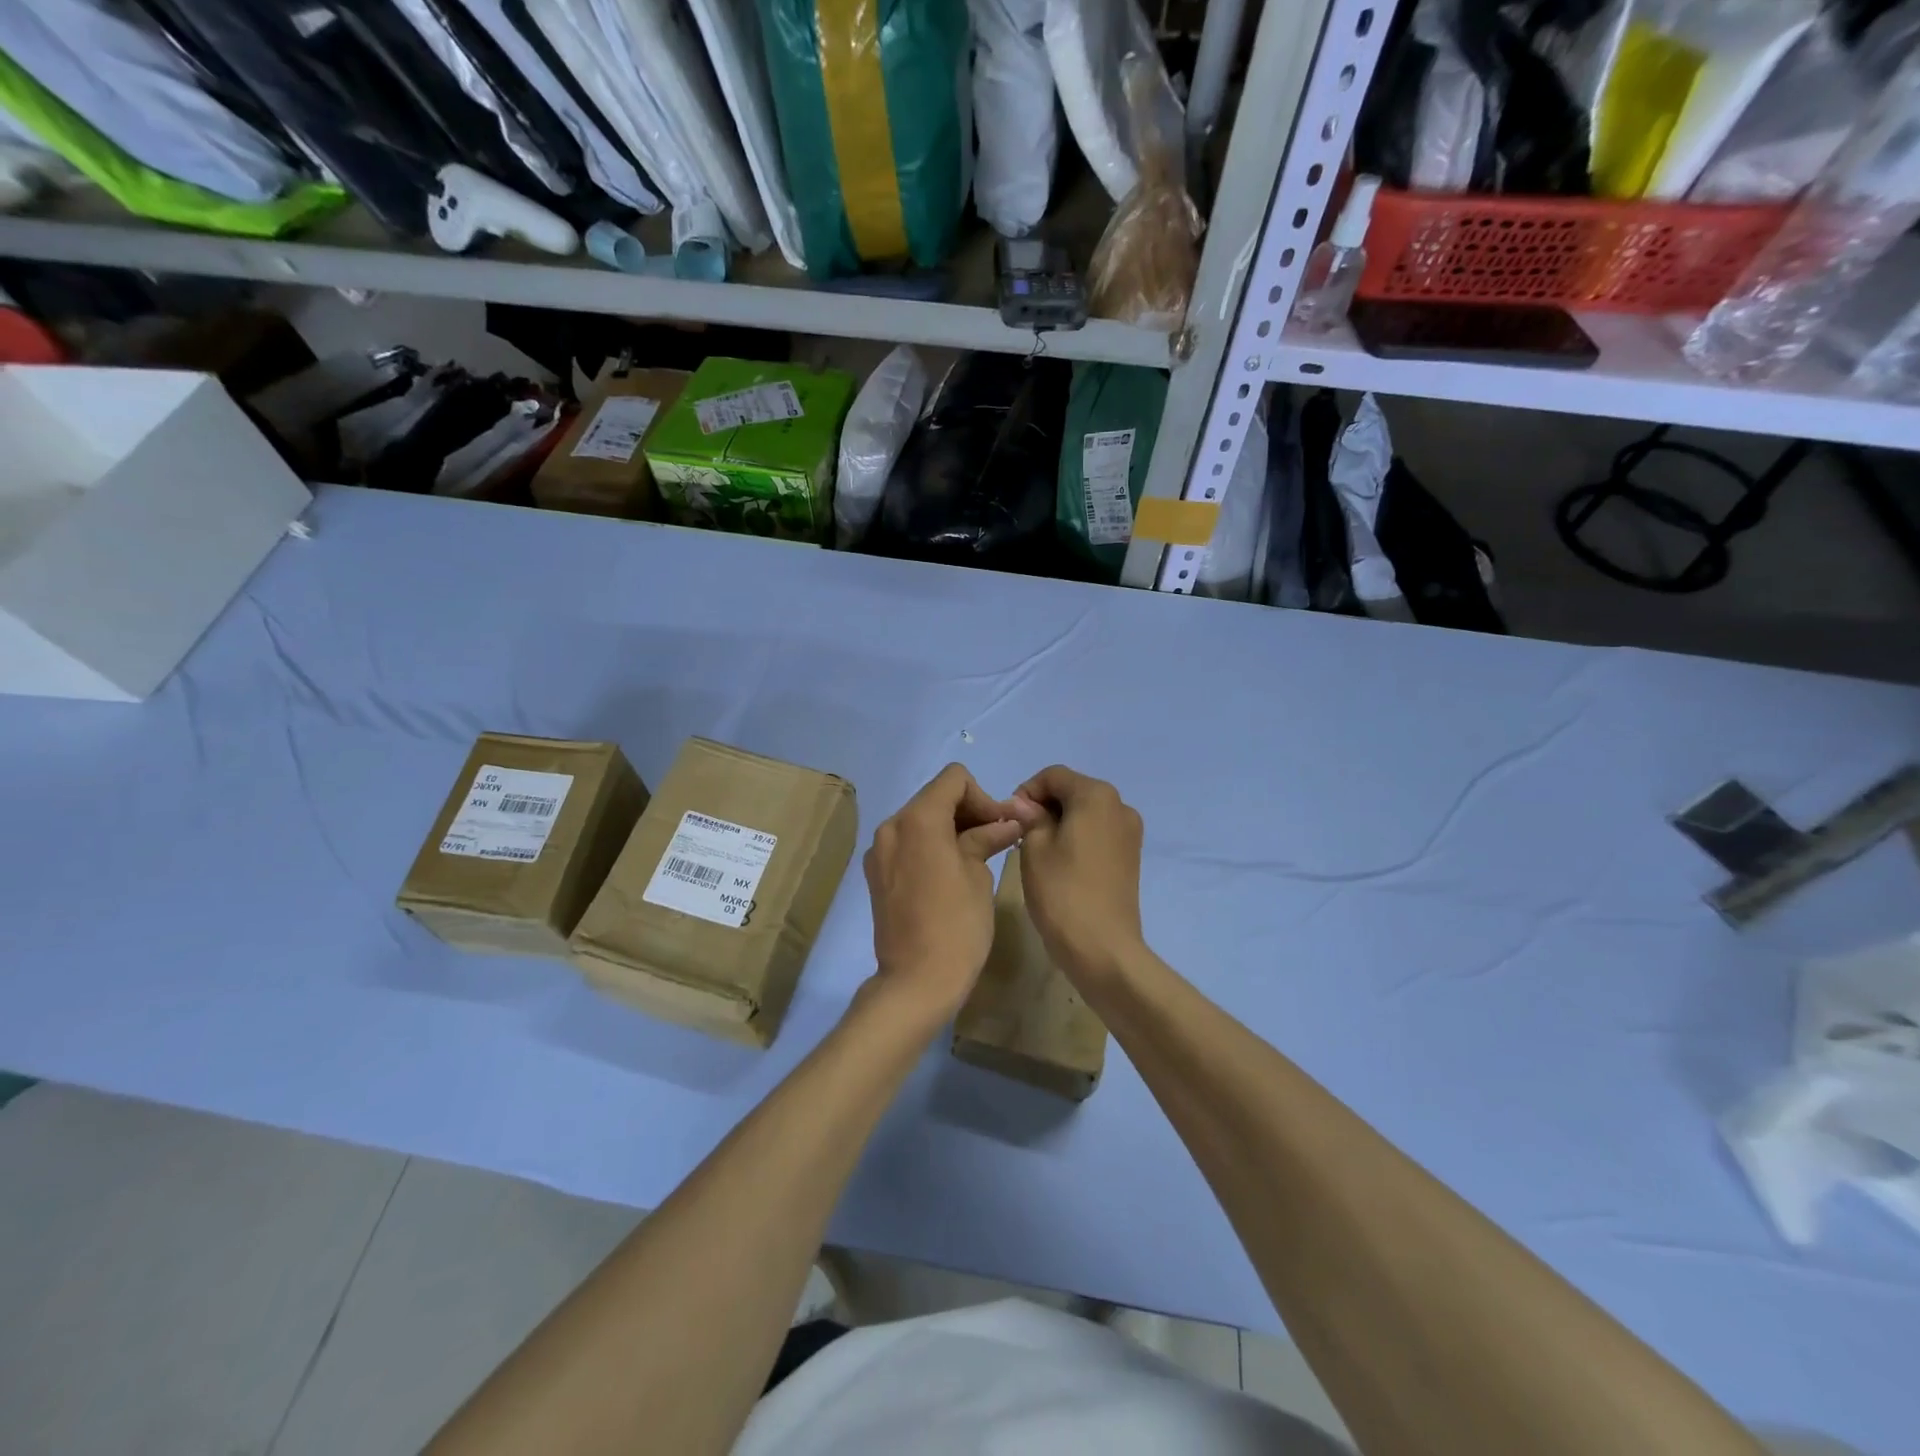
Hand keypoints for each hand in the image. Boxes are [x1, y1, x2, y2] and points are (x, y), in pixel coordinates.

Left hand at [863, 764, 1027, 1021]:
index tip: (1000, 827)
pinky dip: (931, 845)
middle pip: (936, 797)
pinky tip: (951, 872)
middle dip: (969, 811)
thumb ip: (988, 838)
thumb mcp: (979, 875)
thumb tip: (1007, 822)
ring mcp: (879, 851)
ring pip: (921, 819)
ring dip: (950, 828)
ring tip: (978, 856)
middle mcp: (891, 826)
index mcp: (918, 820)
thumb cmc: (957, 926)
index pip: (954, 780)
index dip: (983, 797)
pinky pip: (908, 843)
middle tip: (997, 839)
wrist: (916, 982)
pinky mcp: (876, 873)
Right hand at [1012, 766, 1145, 980]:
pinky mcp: (1131, 856)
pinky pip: (1098, 832)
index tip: (1009, 818)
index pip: (1053, 775)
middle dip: (1044, 805)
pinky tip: (1060, 862)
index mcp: (1096, 795)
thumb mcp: (1034, 848)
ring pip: (1086, 812)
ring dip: (1060, 821)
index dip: (1026, 790)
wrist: (1103, 948)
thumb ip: (1030, 817)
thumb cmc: (1062, 892)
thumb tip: (1024, 804)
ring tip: (1037, 851)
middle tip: (1019, 834)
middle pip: (1073, 790)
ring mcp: (1130, 832)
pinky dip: (1077, 837)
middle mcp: (1120, 805)